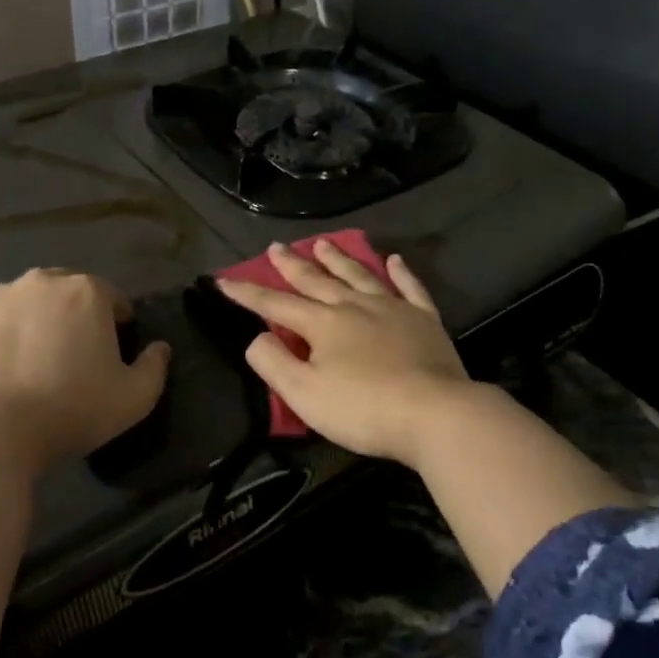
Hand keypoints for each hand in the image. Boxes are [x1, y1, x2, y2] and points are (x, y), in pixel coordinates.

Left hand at [0, 268, 170, 472]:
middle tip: (70, 357)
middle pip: (66, 292)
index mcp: (87, 292)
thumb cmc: (71, 410)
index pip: (112, 297)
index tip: (111, 353)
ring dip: (33, 321)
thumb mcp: (134, 399)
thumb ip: (155, 367)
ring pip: (25, 302)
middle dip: (73, 315)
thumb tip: (160, 348)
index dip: (117, 323)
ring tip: (29, 362)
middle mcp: (42, 281)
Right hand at [215, 243, 475, 467]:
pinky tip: (394, 260)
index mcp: (322, 324)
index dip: (247, 294)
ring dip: (338, 259)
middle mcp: (354, 306)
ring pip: (359, 276)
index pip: (276, 305)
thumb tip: (257, 337)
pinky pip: (410, 288)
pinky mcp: (425, 320)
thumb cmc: (363, 408)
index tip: (224, 281)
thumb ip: (273, 363)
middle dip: (292, 265)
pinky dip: (401, 272)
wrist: (435, 413)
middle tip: (276, 246)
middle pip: (316, 281)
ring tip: (323, 244)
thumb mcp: (304, 394)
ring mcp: (392, 309)